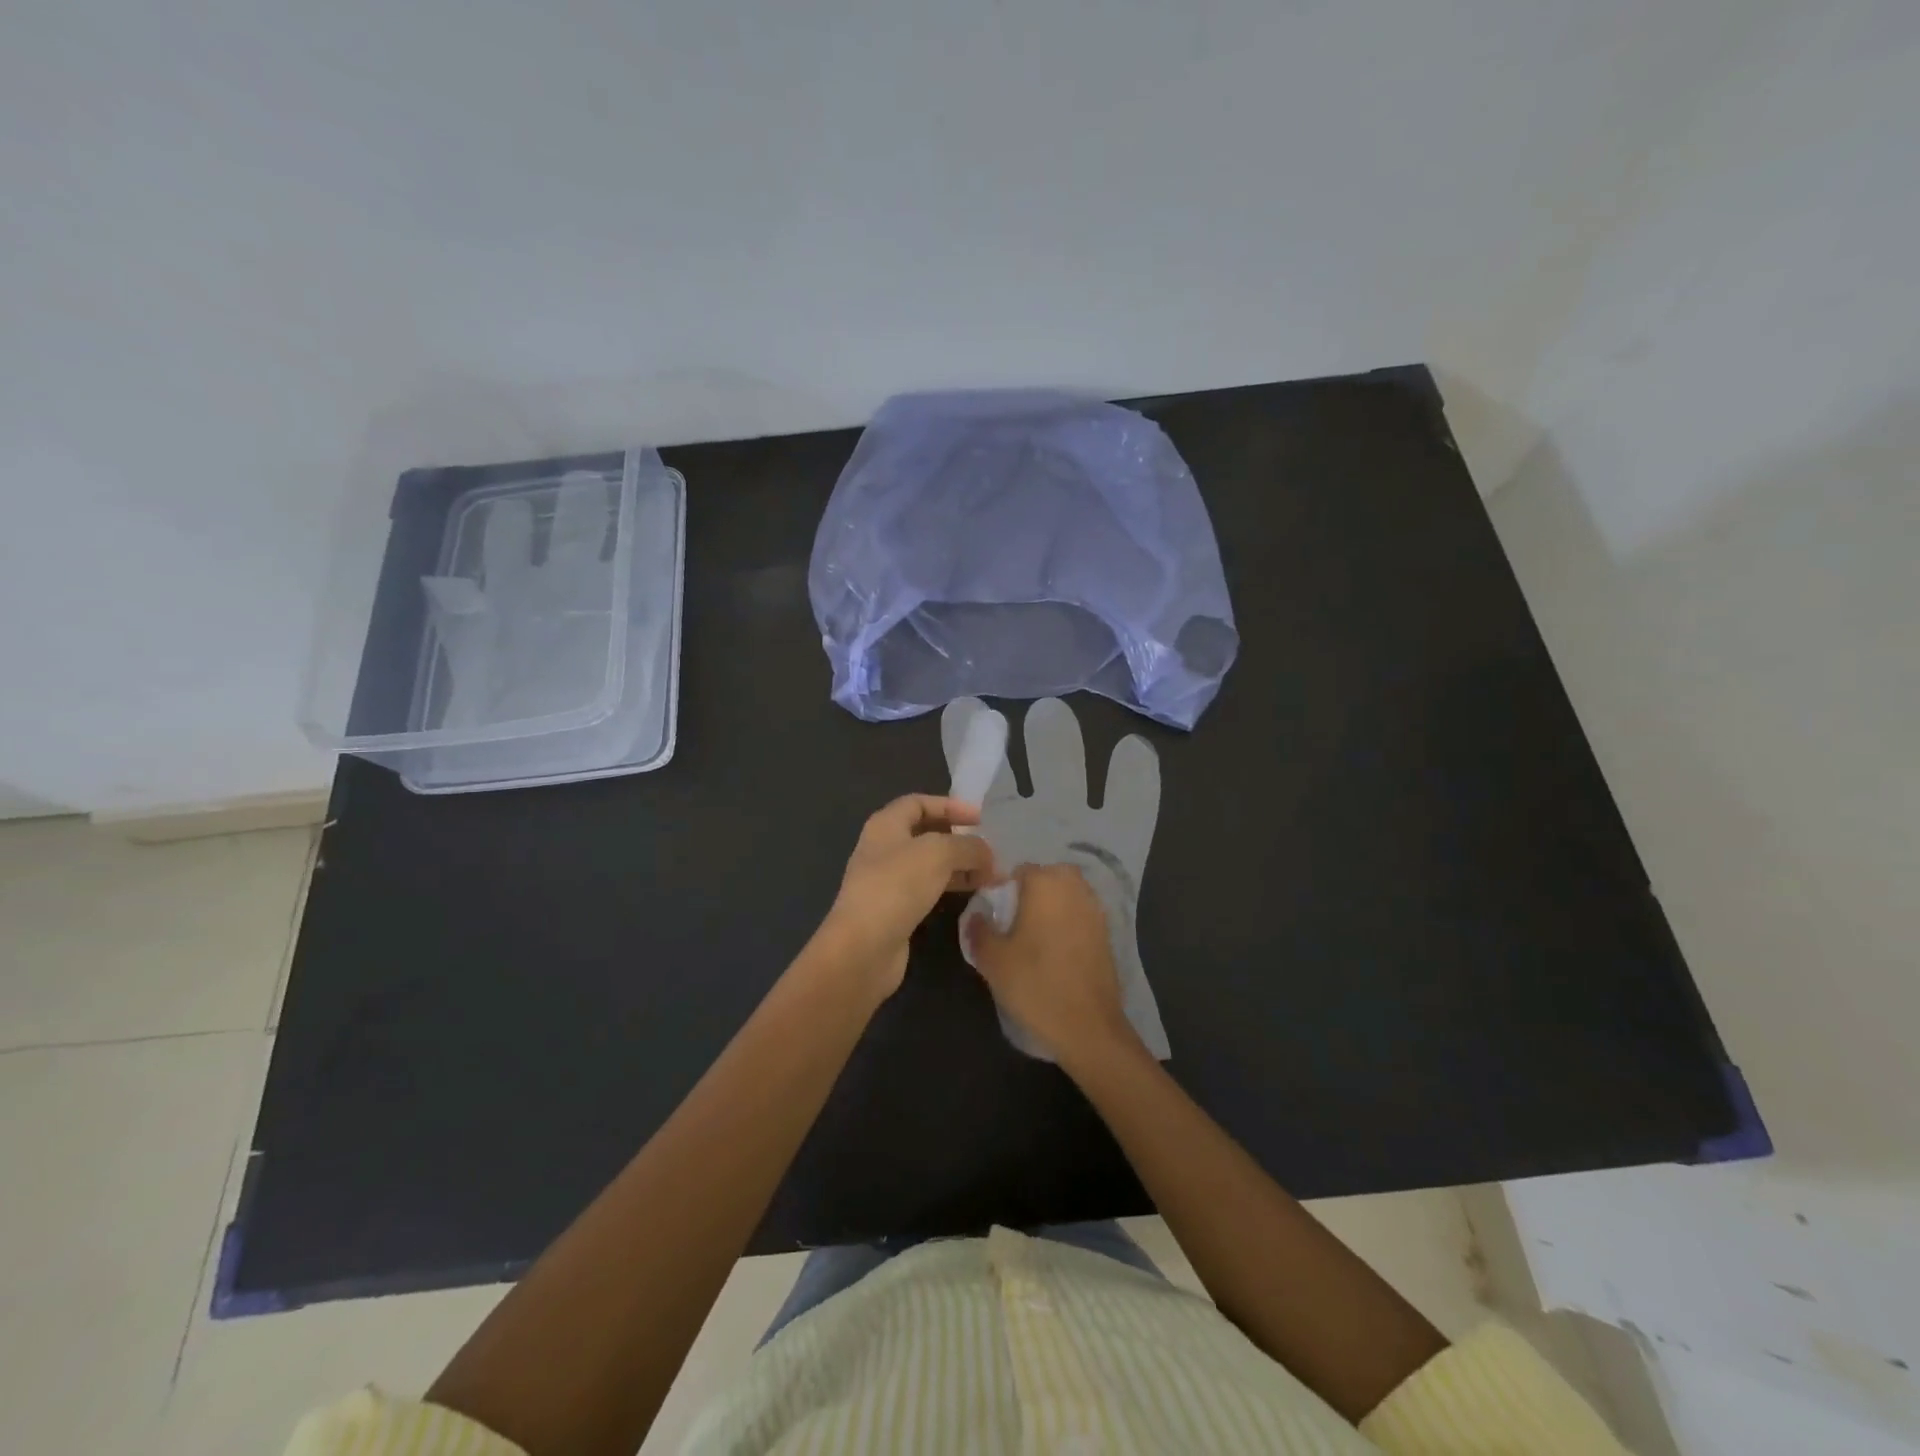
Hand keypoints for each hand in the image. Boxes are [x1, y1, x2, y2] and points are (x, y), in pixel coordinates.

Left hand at [814, 794, 995, 1001]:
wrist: (864, 947)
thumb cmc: (897, 886)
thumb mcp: (939, 853)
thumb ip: (968, 846)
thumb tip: (987, 854)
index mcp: (886, 825)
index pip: (919, 803)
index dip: (950, 806)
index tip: (980, 819)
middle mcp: (883, 848)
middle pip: (926, 833)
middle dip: (959, 838)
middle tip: (989, 848)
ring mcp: (887, 880)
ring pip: (929, 863)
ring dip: (959, 865)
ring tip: (990, 874)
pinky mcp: (895, 909)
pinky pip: (928, 888)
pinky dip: (950, 886)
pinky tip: (972, 892)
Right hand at [964, 863, 1139, 1066]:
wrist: (1087, 1025)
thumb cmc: (1035, 984)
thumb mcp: (992, 959)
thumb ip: (979, 930)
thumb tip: (977, 915)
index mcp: (1045, 883)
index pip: (1019, 871)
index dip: (1005, 891)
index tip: (996, 916)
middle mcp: (1073, 887)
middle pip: (1047, 877)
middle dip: (1032, 893)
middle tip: (1015, 925)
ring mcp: (1095, 908)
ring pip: (1067, 894)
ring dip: (1052, 906)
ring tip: (1035, 938)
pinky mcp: (1107, 932)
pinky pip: (1081, 914)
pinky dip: (1068, 923)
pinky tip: (1056, 951)